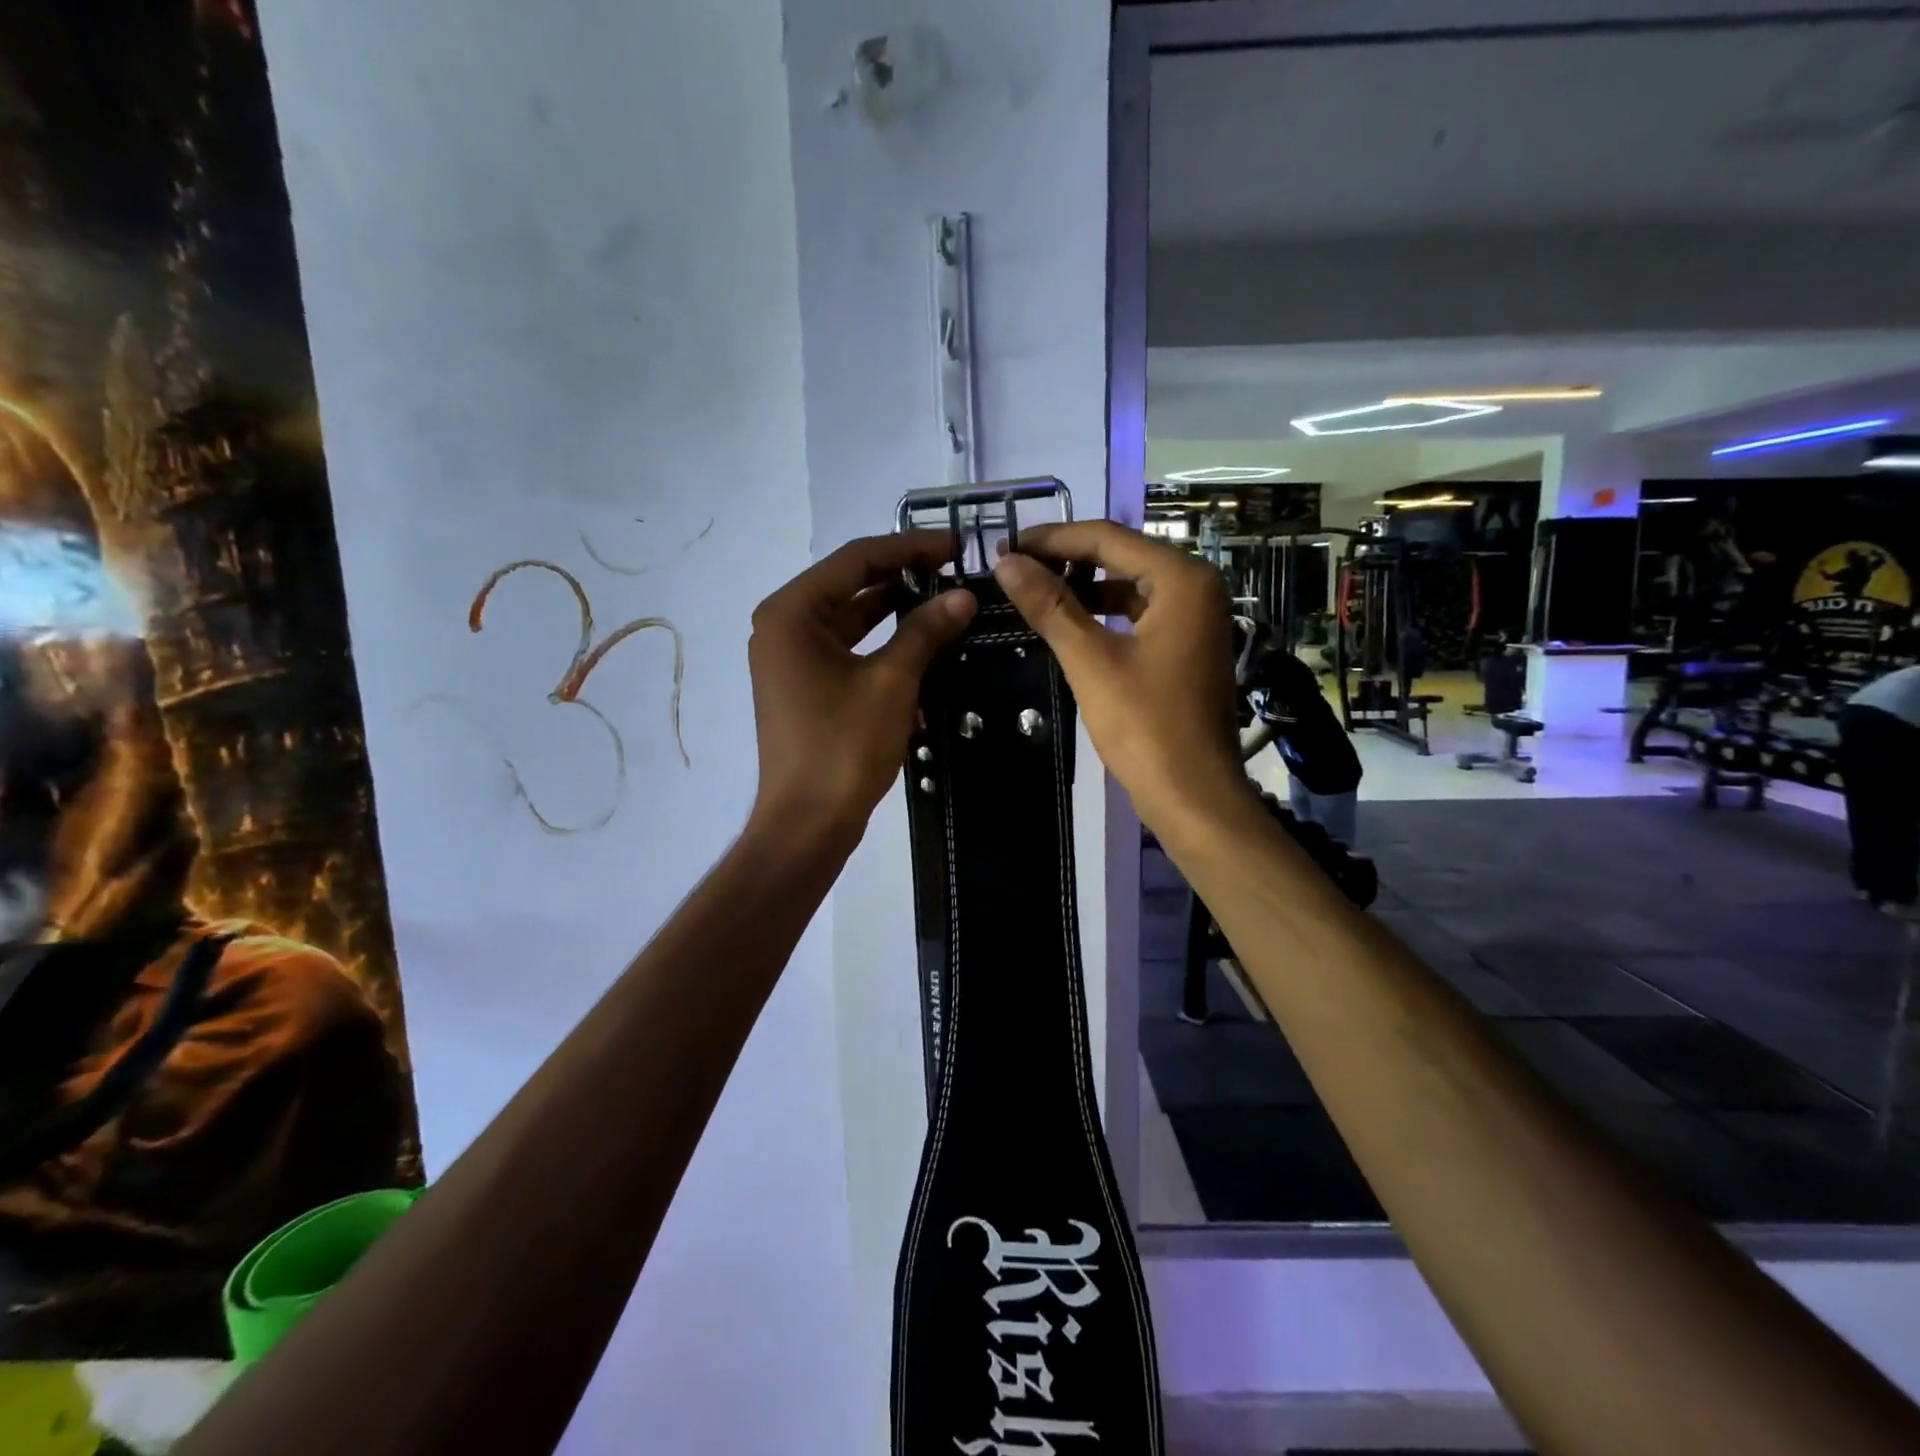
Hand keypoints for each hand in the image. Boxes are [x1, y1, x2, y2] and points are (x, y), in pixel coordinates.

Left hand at [747, 532, 976, 842]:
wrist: (808, 821)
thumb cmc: (844, 746)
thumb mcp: (891, 682)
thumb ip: (925, 630)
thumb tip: (963, 596)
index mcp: (792, 612)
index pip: (856, 559)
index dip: (909, 548)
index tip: (955, 546)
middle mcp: (783, 625)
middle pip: (849, 584)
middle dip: (902, 575)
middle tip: (955, 570)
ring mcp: (790, 657)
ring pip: (849, 617)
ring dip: (893, 607)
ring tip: (944, 598)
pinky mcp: (803, 683)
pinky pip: (845, 646)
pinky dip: (880, 640)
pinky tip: (919, 638)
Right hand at [992, 522, 1249, 838]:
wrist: (1193, 795)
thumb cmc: (1145, 726)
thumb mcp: (1091, 661)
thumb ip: (1049, 606)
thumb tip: (1007, 562)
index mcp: (1182, 578)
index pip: (1107, 538)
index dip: (1052, 539)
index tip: (1004, 546)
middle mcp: (1197, 586)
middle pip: (1121, 556)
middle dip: (1066, 560)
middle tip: (1014, 567)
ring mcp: (1196, 617)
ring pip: (1129, 585)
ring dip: (1083, 588)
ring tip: (1033, 592)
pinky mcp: (1188, 645)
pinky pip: (1140, 613)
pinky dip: (1104, 613)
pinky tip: (1069, 623)